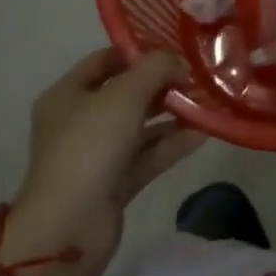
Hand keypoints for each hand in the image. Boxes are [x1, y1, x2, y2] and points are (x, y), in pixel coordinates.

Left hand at [7, 47, 204, 269]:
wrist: (69, 228)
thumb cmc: (89, 145)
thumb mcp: (125, 94)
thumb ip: (156, 68)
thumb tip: (179, 62)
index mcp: (67, 94)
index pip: (104, 60)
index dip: (137, 51)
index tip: (172, 47)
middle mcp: (79, 121)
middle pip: (126, 93)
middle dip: (161, 84)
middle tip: (195, 74)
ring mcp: (97, 155)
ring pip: (140, 126)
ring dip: (171, 114)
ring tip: (207, 101)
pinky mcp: (114, 183)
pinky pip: (148, 155)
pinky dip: (172, 143)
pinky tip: (204, 132)